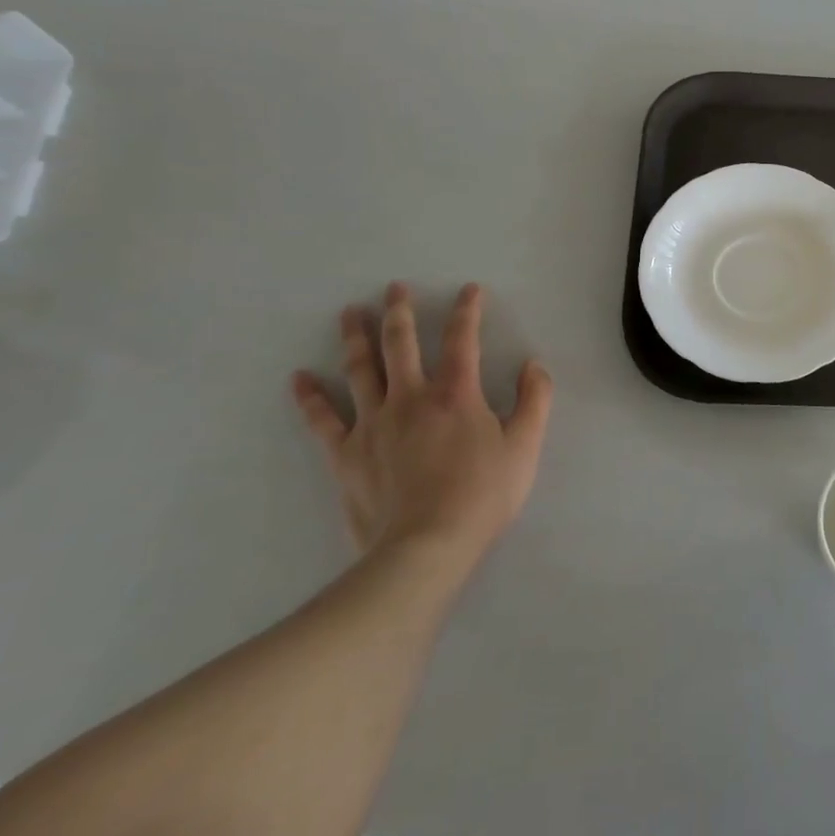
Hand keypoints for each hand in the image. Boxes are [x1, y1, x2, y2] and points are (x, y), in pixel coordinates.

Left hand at [291, 282, 552, 580]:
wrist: (426, 546)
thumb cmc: (483, 495)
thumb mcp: (525, 446)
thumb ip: (535, 400)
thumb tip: (533, 365)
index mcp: (456, 394)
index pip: (462, 339)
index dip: (467, 311)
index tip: (468, 290)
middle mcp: (411, 397)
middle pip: (401, 344)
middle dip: (400, 312)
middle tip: (394, 288)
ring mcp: (373, 423)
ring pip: (361, 370)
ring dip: (355, 338)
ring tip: (349, 313)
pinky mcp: (347, 453)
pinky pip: (323, 419)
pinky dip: (310, 397)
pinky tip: (299, 378)